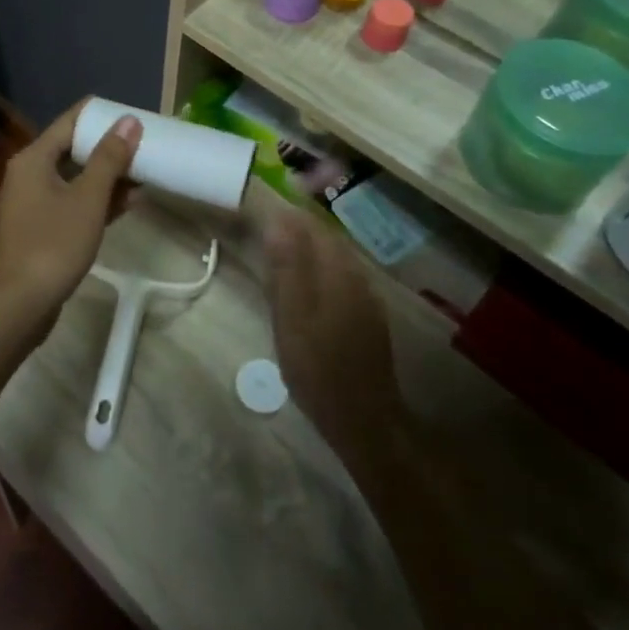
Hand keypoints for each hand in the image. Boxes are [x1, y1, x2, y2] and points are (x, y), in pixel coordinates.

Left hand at [0, 100, 141, 338]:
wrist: (17, 304)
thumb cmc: (52, 243)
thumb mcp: (87, 198)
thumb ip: (109, 159)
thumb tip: (129, 121)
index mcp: (34, 158)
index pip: (70, 121)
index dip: (102, 116)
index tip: (135, 115)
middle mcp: (30, 174)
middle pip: (74, 149)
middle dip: (110, 147)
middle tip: (146, 143)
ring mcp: (34, 203)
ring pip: (76, 178)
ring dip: (108, 176)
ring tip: (146, 170)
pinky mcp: (42, 229)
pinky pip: (74, 203)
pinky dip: (98, 200)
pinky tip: (130, 202)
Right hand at [263, 210, 405, 467]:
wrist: (363, 418)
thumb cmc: (318, 367)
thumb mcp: (291, 317)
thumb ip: (286, 268)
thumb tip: (278, 221)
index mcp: (337, 272)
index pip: (313, 226)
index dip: (288, 214)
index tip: (260, 210)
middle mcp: (357, 276)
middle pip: (327, 238)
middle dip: (299, 227)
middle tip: (266, 227)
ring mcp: (366, 298)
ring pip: (335, 258)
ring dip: (310, 247)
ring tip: (280, 251)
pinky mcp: (368, 317)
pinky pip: (341, 277)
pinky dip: (320, 269)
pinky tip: (306, 285)